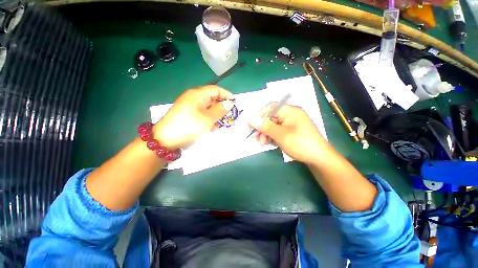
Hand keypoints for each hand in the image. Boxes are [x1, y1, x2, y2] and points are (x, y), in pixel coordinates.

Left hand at [153, 86, 233, 148]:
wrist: (166, 139)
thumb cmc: (190, 126)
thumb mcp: (208, 118)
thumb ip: (220, 110)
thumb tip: (229, 103)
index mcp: (198, 94)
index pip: (216, 89)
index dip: (226, 95)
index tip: (235, 102)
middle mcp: (193, 97)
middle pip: (212, 98)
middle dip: (222, 106)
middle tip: (229, 115)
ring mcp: (189, 106)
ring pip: (207, 107)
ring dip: (216, 114)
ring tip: (222, 123)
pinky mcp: (187, 114)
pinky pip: (202, 113)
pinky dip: (209, 118)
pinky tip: (212, 126)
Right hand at [249, 103, 328, 163]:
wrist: (319, 158)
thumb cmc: (300, 144)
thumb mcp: (281, 135)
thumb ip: (265, 126)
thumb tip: (251, 119)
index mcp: (290, 111)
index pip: (271, 107)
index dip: (259, 114)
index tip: (251, 124)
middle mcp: (291, 115)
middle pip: (271, 117)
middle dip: (262, 128)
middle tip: (255, 137)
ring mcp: (292, 123)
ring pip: (274, 125)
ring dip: (266, 134)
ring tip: (262, 143)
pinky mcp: (292, 131)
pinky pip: (279, 131)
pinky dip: (272, 136)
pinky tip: (269, 143)